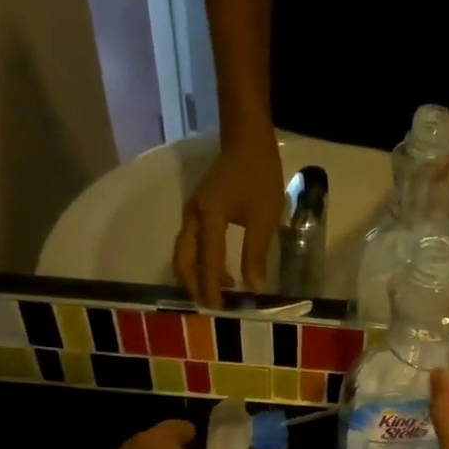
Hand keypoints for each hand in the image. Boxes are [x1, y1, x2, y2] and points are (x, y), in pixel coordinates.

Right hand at [175, 137, 283, 306]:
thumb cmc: (259, 174)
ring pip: (184, 253)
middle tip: (213, 305)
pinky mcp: (197, 211)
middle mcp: (193, 217)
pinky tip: (222, 270)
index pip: (207, 261)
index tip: (218, 309)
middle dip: (195, 285)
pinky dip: (200, 262)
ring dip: (198, 274)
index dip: (211, 288)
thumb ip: (256, 253)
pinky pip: (191, 244)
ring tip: (222, 291)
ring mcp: (192, 213)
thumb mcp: (264, 216)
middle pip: (183, 260)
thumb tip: (254, 287)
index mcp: (209, 217)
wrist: (247, 139)